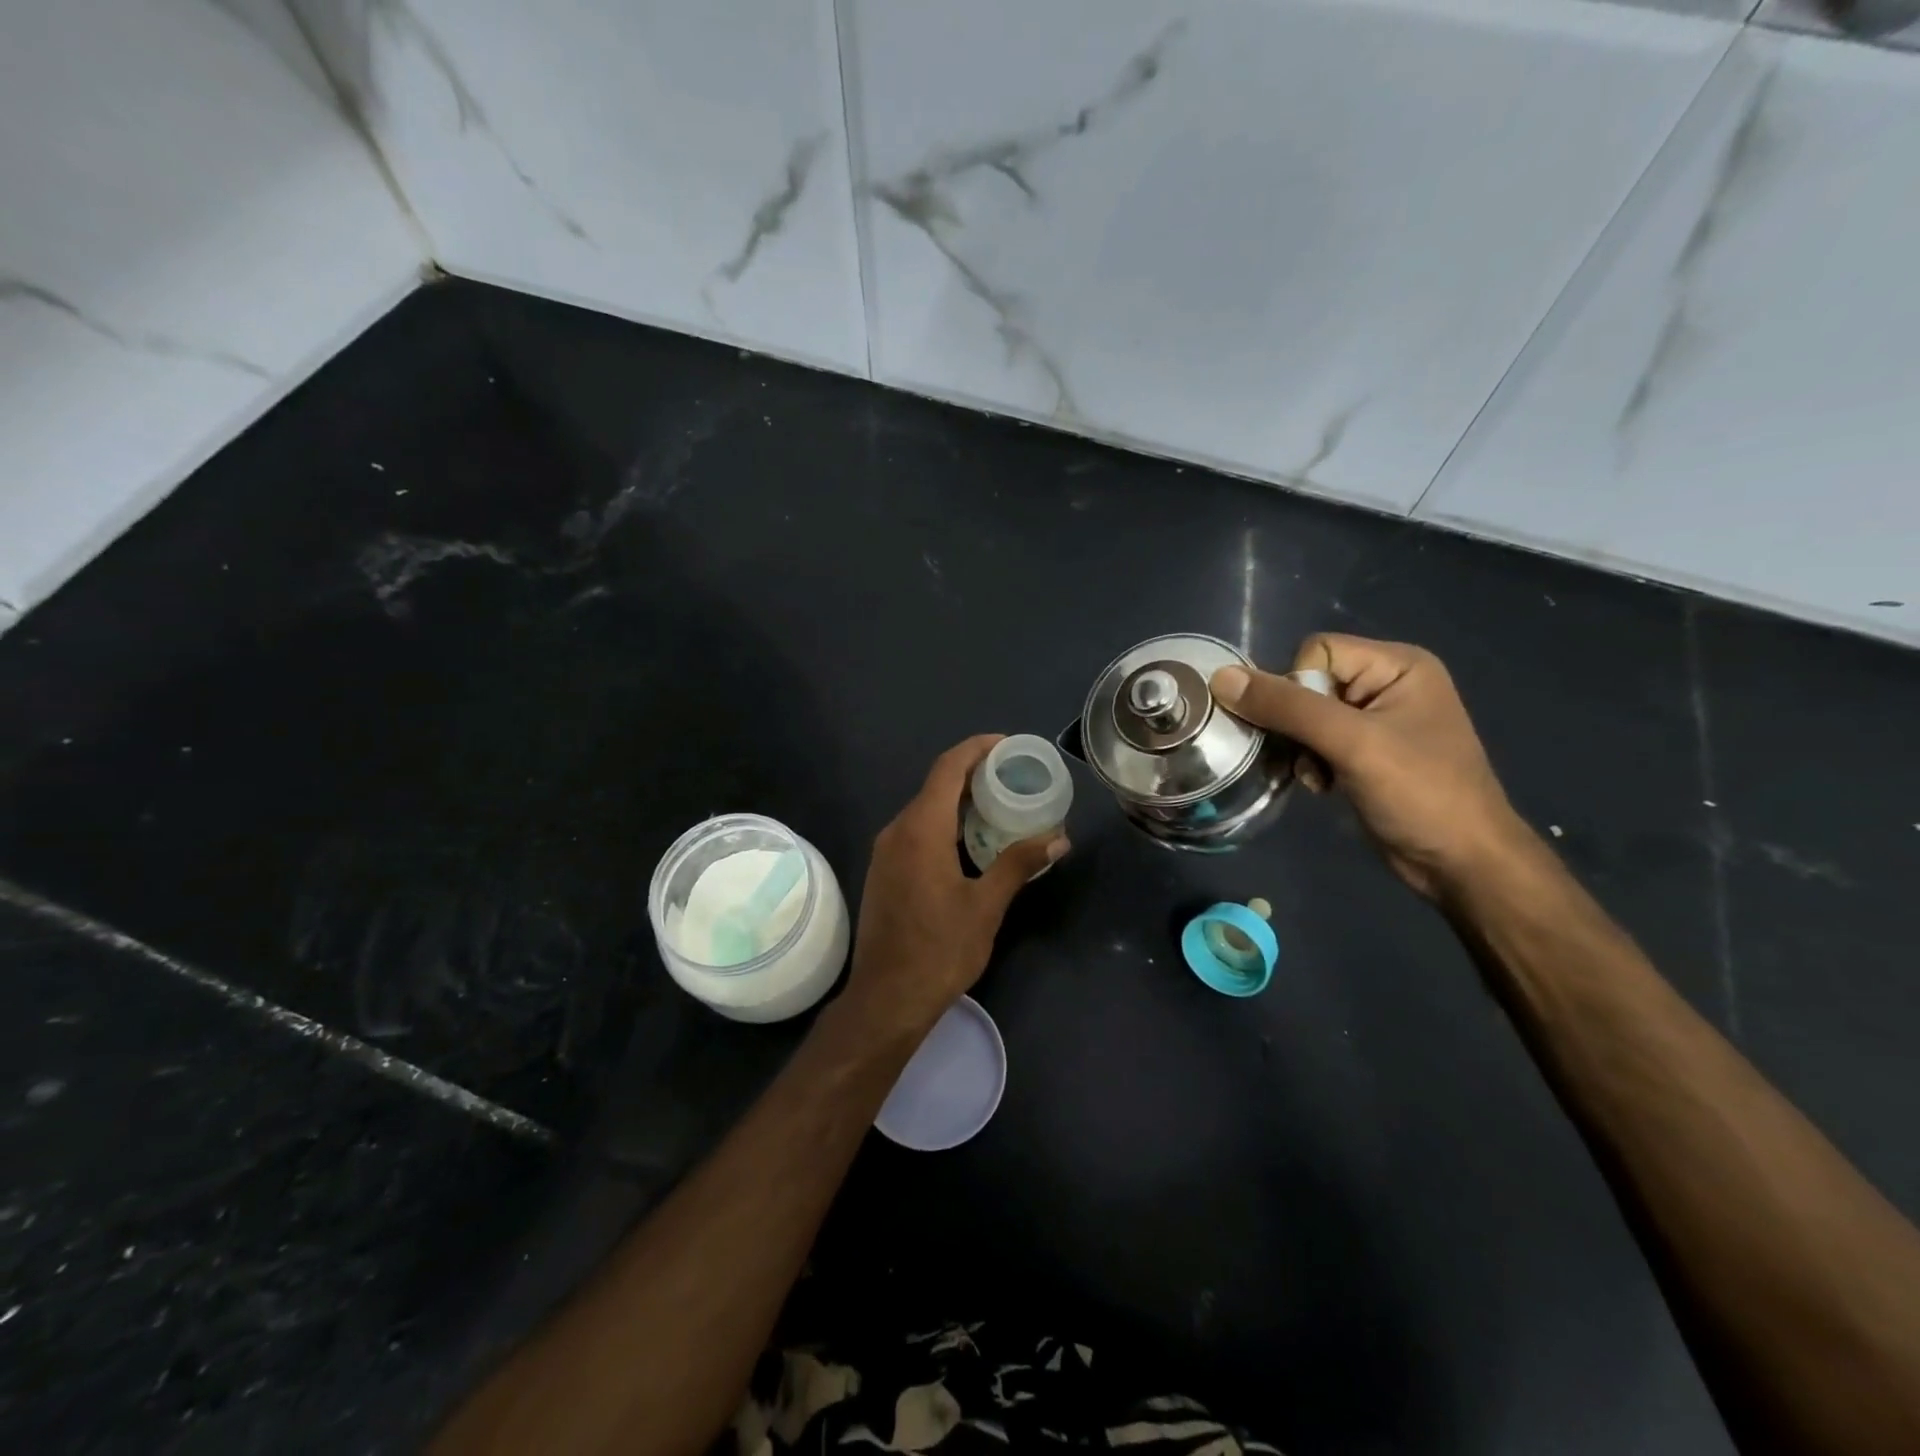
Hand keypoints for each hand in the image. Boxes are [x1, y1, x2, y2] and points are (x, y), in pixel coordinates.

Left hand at [842, 736, 1067, 1036]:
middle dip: (974, 775)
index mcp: (920, 830)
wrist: (886, 998)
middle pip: (935, 786)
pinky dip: (945, 824)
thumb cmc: (939, 950)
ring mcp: (886, 852)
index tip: (1008, 745)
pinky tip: (971, 841)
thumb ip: (1018, 865)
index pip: (948, 768)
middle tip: (1015, 777)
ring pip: (925, 810)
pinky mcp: (884, 872)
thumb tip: (1058, 839)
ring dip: (959, 802)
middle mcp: (897, 831)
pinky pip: (916, 831)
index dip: (977, 748)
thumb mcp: (986, 906)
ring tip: (1001, 806)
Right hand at [1211, 635, 1528, 900]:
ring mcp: (1376, 720)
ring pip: (1305, 716)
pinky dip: (1310, 762)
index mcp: (1397, 665)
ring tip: (1317, 776)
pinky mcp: (1365, 752)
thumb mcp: (1352, 743)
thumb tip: (1221, 678)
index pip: (1316, 652)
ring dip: (1299, 748)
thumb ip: (1286, 707)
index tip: (1309, 730)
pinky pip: (1315, 740)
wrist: (1461, 863)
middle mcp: (1387, 683)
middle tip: (1307, 757)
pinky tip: (1323, 785)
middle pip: (1307, 684)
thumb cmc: (1419, 793)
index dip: (1297, 688)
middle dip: (1295, 723)